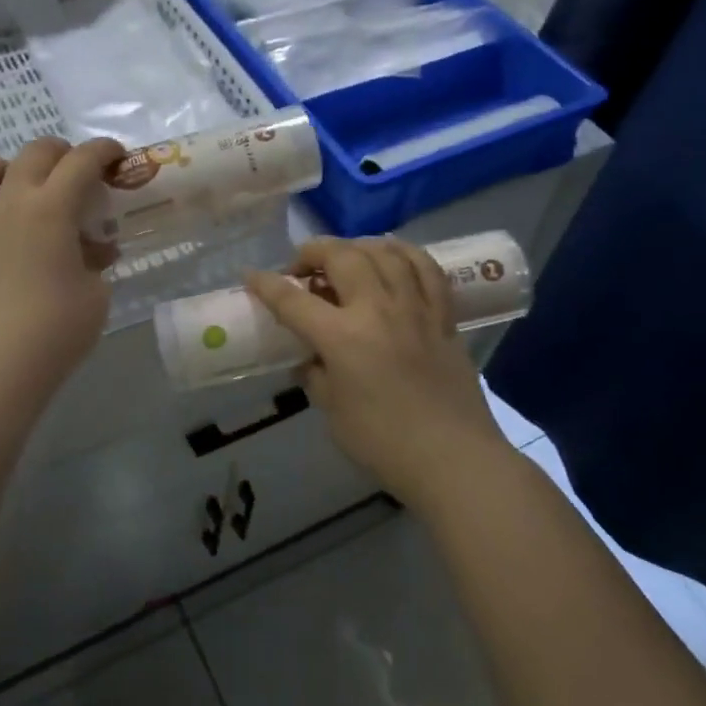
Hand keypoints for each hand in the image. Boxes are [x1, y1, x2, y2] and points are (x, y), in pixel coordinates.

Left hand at [0, 137, 125, 392]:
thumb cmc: (57, 328)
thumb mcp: (95, 292)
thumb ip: (94, 260)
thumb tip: (93, 249)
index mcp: (52, 209)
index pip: (81, 162)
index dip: (102, 151)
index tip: (115, 157)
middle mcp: (10, 202)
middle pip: (32, 154)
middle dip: (58, 151)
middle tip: (72, 168)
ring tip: (8, 179)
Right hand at [247, 237, 507, 511]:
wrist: (454, 458)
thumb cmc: (384, 443)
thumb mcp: (333, 412)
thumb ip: (316, 375)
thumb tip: (310, 357)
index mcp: (342, 338)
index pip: (293, 300)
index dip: (266, 284)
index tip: (251, 276)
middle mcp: (377, 310)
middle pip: (341, 256)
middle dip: (312, 252)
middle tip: (302, 268)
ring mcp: (415, 308)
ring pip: (384, 252)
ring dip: (356, 246)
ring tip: (345, 258)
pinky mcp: (443, 315)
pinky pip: (426, 267)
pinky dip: (404, 253)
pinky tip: (391, 258)